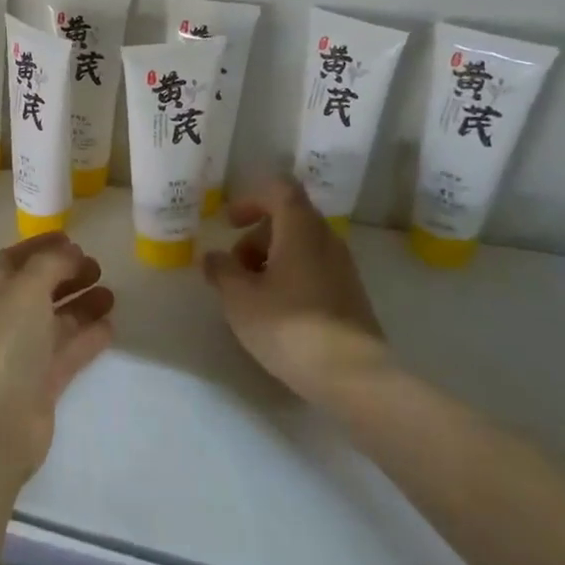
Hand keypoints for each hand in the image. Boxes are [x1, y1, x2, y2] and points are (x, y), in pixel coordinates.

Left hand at [0, 233, 115, 478]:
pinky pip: (66, 352)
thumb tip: (69, 252)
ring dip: (81, 305)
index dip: (41, 246)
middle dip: (65, 275)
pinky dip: (86, 338)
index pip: (12, 259)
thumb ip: (50, 264)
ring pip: (54, 321)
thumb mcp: (25, 288)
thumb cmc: (1, 343)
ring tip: (111, 293)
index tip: (74, 238)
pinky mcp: (39, 384)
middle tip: (98, 266)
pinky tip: (110, 326)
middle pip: (35, 290)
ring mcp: (19, 354)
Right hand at [203, 178, 387, 400]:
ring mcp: (343, 268)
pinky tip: (275, 311)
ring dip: (271, 260)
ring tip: (250, 295)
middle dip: (256, 237)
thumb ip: (221, 270)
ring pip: (301, 246)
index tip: (229, 223)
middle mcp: (327, 240)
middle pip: (288, 219)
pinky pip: (313, 269)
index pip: (279, 189)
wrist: (351, 375)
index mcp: (301, 229)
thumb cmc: (288, 326)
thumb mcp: (239, 297)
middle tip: (234, 268)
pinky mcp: (349, 295)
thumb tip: (213, 257)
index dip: (250, 199)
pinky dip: (289, 277)